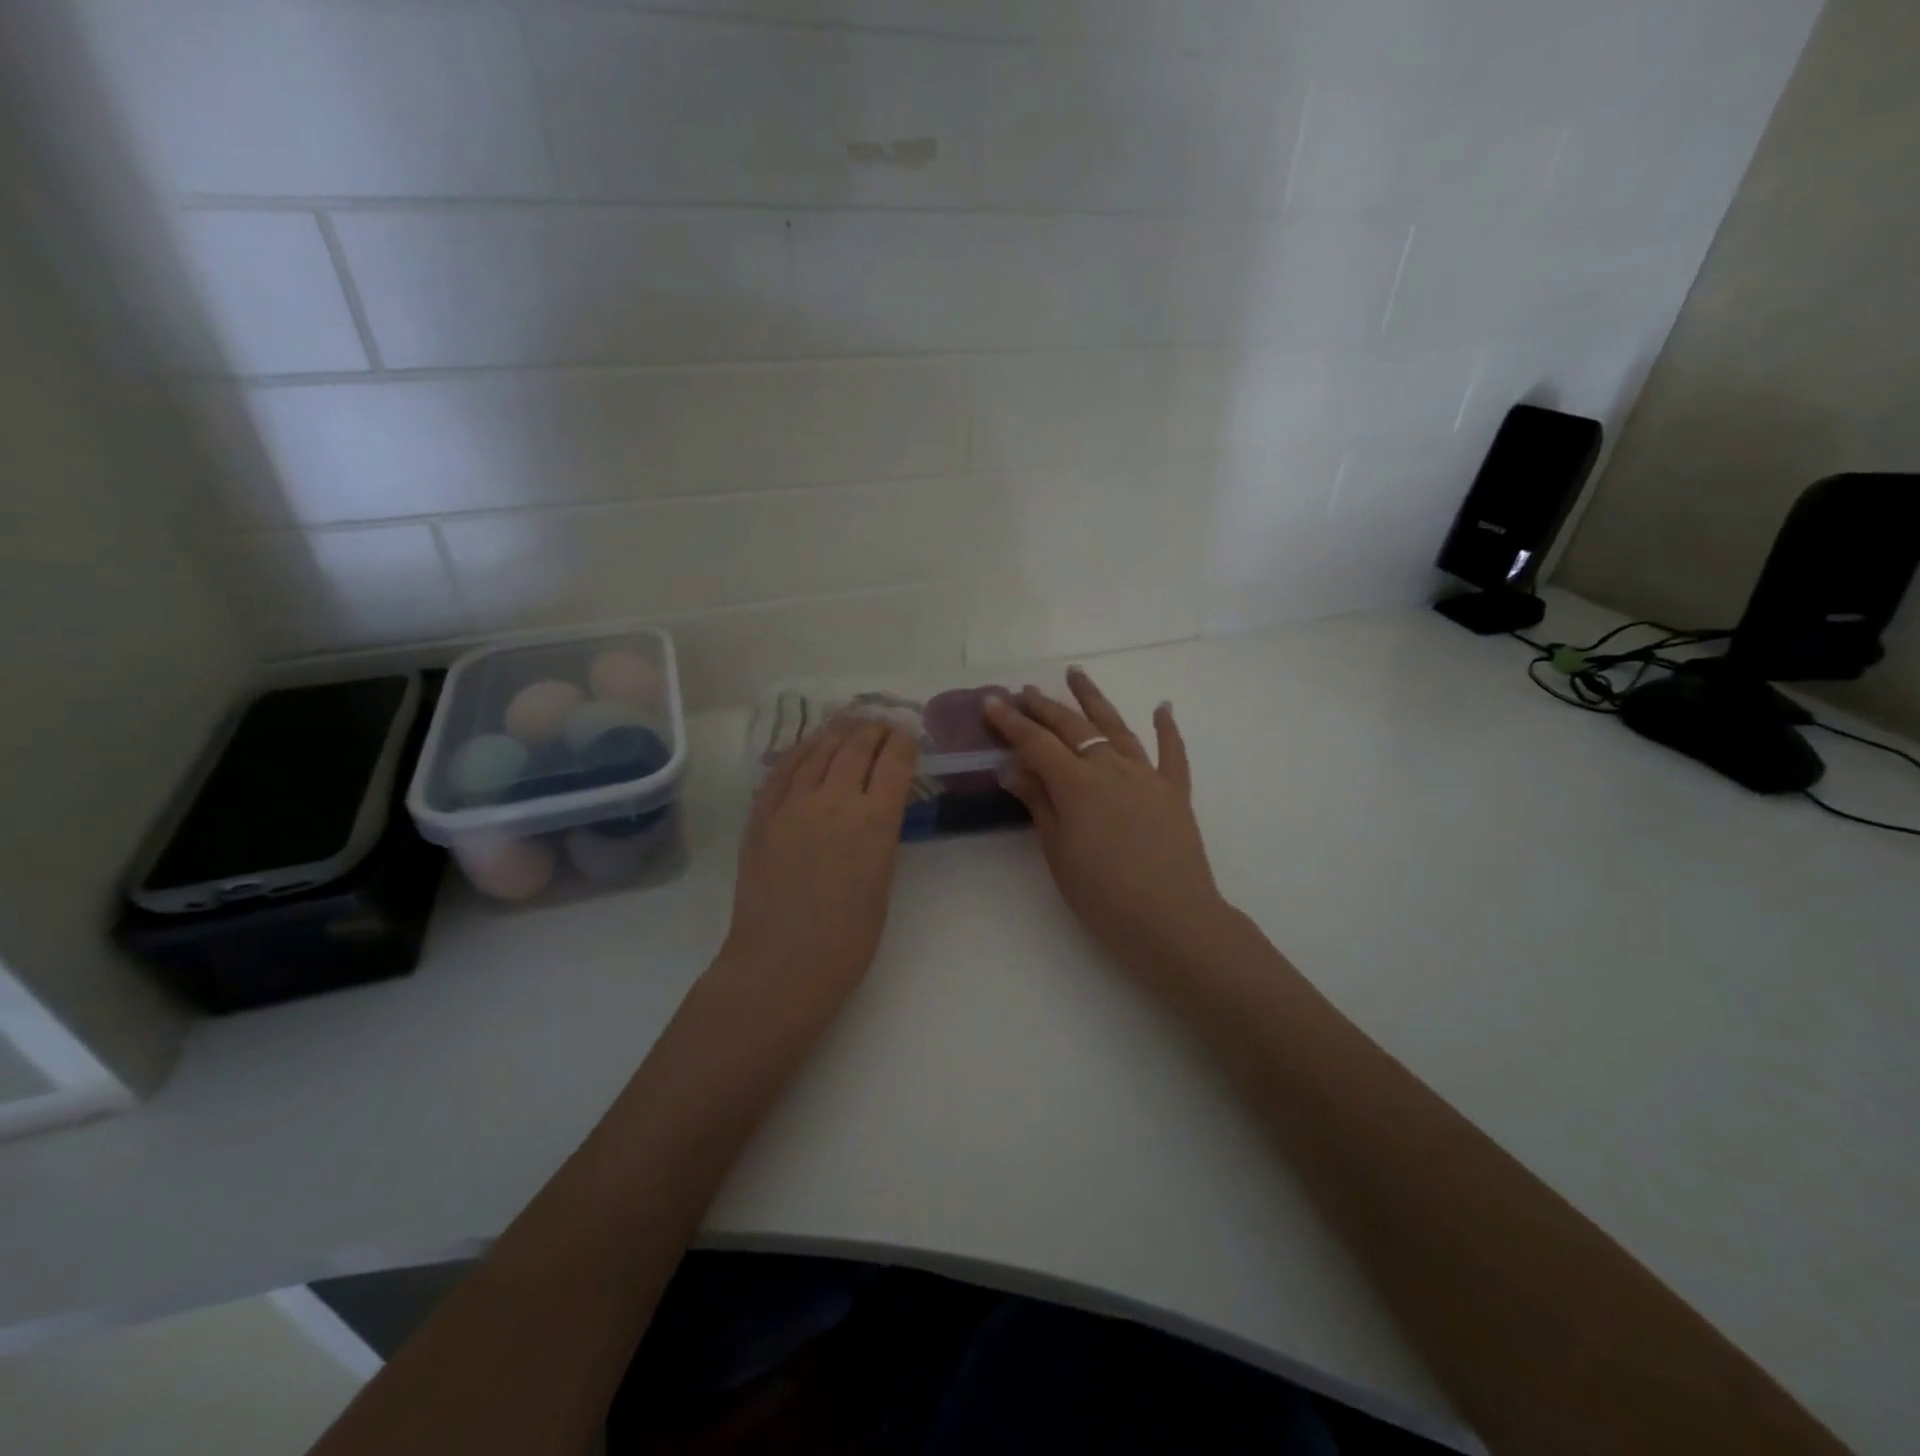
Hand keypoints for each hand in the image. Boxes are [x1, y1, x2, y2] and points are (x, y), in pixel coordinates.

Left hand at [722, 718, 918, 1010]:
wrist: (781, 964)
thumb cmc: (847, 939)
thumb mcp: (882, 881)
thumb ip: (881, 835)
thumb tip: (877, 807)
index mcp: (874, 820)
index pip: (894, 760)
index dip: (904, 741)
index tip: (908, 736)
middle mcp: (834, 799)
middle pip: (857, 744)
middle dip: (874, 729)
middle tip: (882, 726)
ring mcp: (792, 803)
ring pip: (819, 748)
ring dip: (839, 731)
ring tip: (849, 725)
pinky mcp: (761, 814)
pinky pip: (782, 768)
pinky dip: (801, 751)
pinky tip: (808, 747)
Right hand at [984, 669, 1231, 978]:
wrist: (1172, 920)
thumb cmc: (1103, 896)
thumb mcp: (1058, 853)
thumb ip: (1039, 805)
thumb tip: (1014, 769)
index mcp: (1077, 785)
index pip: (1036, 744)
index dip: (1011, 722)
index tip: (991, 702)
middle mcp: (1111, 769)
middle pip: (1073, 728)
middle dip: (1045, 707)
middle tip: (1025, 691)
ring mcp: (1147, 777)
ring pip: (1117, 728)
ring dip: (1094, 700)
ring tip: (1076, 675)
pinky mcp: (1175, 792)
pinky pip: (1172, 753)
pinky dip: (1167, 728)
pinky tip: (1162, 707)